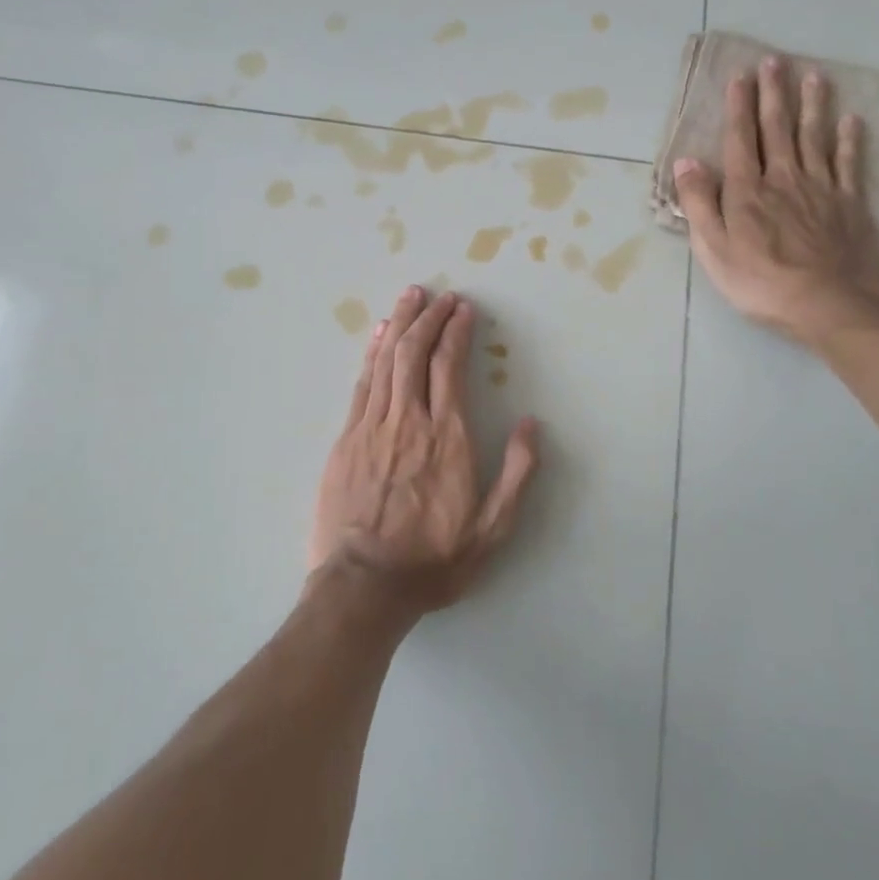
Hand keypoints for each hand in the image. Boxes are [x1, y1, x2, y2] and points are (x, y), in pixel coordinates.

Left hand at [311, 286, 539, 618]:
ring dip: (400, 324)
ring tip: (411, 298)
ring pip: (386, 361)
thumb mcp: (493, 529)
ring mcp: (372, 426)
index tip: (463, 309)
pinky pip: (363, 384)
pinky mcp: (346, 439)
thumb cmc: (434, 559)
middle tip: (439, 295)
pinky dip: (372, 354)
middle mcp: (409, 420)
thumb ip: (517, 473)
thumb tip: (532, 424)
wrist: (365, 584)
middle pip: (415, 353)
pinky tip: (378, 336)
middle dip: (428, 317)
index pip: (449, 366)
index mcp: (447, 436)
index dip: (456, 331)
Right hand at [674, 59, 878, 348]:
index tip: (739, 77)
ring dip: (812, 105)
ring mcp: (820, 188)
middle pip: (777, 128)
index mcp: (747, 190)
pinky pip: (849, 163)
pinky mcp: (849, 203)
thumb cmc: (761, 281)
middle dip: (774, 93)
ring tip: (813, 75)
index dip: (738, 107)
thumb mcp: (713, 249)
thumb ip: (699, 204)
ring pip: (814, 137)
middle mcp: (783, 178)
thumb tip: (686, 163)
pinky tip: (851, 120)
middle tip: (774, 61)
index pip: (740, 140)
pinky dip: (850, 139)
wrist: (829, 303)